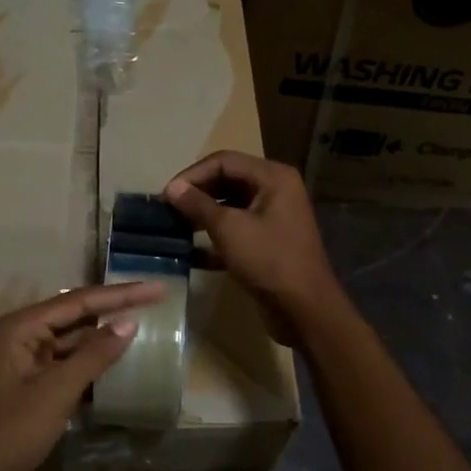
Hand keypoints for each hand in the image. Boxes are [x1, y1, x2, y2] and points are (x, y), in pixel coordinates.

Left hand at [0, 282, 163, 470]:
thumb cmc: (10, 433)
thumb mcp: (56, 392)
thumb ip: (94, 355)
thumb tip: (129, 323)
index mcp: (20, 328)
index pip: (79, 301)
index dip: (121, 294)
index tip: (158, 288)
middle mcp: (21, 338)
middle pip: (76, 316)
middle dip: (114, 310)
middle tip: (156, 301)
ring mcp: (25, 365)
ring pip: (73, 343)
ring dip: (104, 338)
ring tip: (145, 329)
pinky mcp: (30, 390)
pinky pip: (67, 367)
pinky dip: (92, 366)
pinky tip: (119, 366)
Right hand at [163, 150, 344, 346]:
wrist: (304, 309)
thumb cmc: (268, 260)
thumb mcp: (229, 229)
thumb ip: (198, 205)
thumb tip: (171, 188)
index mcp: (272, 177)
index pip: (224, 161)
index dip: (192, 175)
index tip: (166, 196)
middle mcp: (275, 191)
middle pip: (227, 181)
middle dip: (196, 194)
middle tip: (167, 211)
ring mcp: (273, 218)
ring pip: (230, 207)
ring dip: (202, 216)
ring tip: (174, 228)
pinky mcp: (267, 243)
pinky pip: (236, 231)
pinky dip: (214, 238)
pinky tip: (190, 253)